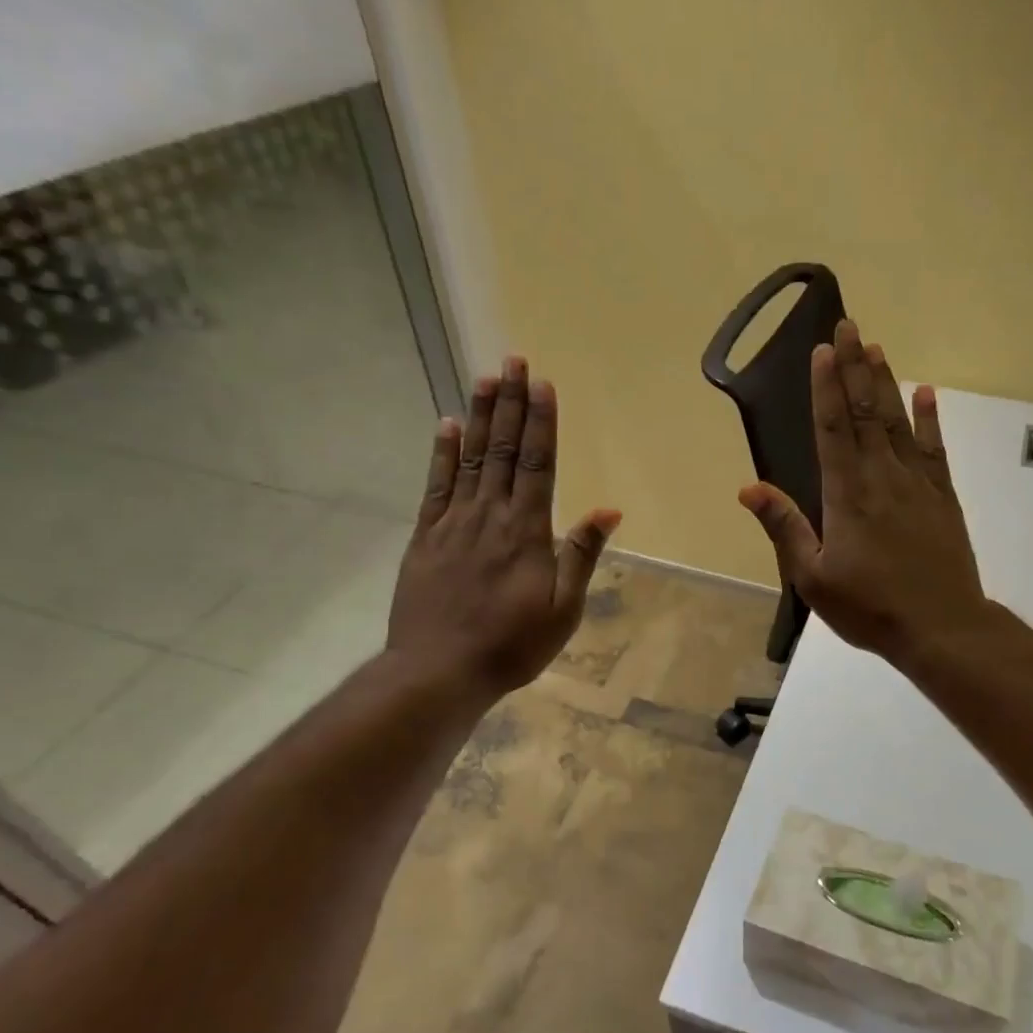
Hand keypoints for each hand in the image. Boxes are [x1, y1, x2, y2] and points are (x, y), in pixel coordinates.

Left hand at [388, 356, 620, 700]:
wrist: (438, 671)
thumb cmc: (512, 644)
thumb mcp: (563, 609)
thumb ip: (582, 555)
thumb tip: (608, 510)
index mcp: (526, 530)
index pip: (537, 464)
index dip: (541, 422)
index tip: (542, 384)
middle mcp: (489, 514)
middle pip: (502, 449)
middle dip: (510, 403)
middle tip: (513, 361)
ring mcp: (452, 523)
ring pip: (469, 458)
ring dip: (478, 416)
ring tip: (484, 378)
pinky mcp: (425, 537)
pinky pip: (435, 485)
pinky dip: (441, 453)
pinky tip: (444, 426)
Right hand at [738, 320, 986, 668]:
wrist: (941, 627)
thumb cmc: (870, 607)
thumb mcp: (813, 577)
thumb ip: (784, 528)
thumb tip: (749, 487)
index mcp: (847, 494)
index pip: (834, 428)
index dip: (826, 387)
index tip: (822, 350)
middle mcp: (882, 477)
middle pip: (866, 412)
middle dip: (855, 367)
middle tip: (849, 326)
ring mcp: (917, 484)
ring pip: (898, 422)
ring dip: (886, 383)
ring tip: (876, 348)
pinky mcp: (943, 497)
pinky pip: (934, 450)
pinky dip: (929, 420)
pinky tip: (926, 394)